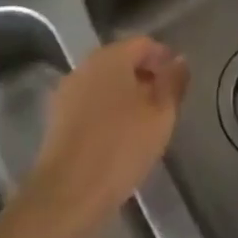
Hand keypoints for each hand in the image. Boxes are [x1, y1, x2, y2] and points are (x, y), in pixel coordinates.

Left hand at [27, 37, 188, 232]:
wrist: (66, 193)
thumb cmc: (120, 147)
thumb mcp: (160, 116)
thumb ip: (173, 83)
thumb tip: (180, 61)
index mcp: (112, 56)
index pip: (144, 44)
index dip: (164, 58)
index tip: (179, 81)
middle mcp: (87, 64)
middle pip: (122, 60)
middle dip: (145, 76)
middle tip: (164, 103)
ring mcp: (68, 90)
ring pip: (105, 82)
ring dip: (126, 94)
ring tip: (144, 122)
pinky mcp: (57, 116)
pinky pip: (90, 102)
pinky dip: (107, 110)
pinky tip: (118, 136)